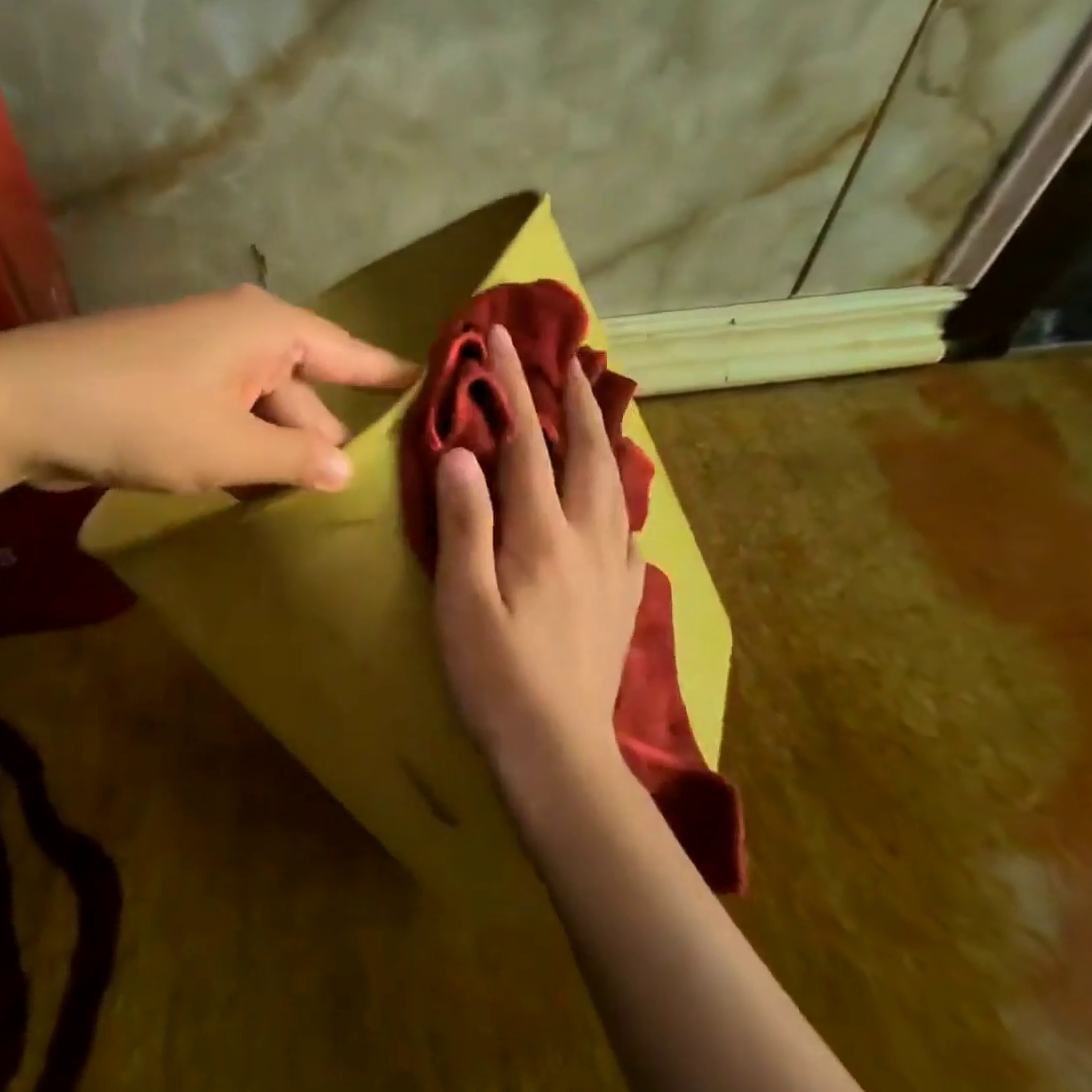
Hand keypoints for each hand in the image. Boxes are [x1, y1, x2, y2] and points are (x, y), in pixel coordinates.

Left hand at [0, 285, 413, 493]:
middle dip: (326, 438)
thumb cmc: (142, 416)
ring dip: (281, 452)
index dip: (388, 374)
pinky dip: (244, 450)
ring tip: (315, 502)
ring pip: (263, 409)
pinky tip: (257, 490)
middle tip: (367, 488)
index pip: (350, 352)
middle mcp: (241, 333)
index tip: (428, 383)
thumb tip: (346, 470)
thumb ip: (295, 460)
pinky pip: (228, 417)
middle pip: (305, 390)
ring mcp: (202, 358)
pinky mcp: (170, 385)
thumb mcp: (230, 447)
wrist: (19, 404)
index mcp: (269, 330)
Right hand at [432, 325, 645, 777]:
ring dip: (606, 437)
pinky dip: (623, 497)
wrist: (558, 749)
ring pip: (617, 484)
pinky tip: (619, 501)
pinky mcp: (624, 597)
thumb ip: (464, 523)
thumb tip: (462, 453)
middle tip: (569, 359)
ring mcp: (614, 567)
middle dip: (575, 400)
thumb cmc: (496, 676)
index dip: (512, 387)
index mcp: (541, 534)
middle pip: (587, 452)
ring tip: (599, 408)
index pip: (527, 443)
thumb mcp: (462, 600)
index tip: (500, 342)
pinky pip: (630, 529)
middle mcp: (588, 538)